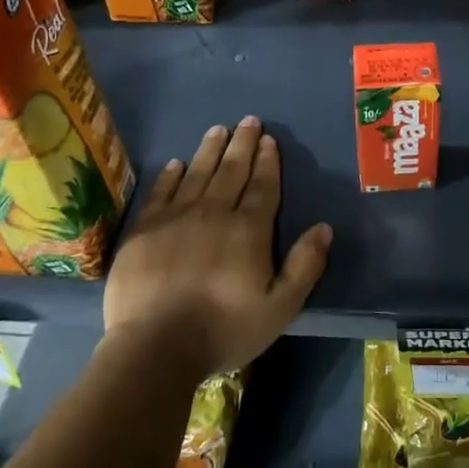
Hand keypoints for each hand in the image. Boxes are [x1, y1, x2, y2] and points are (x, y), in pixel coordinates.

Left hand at [102, 118, 331, 376]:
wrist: (155, 346)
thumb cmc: (225, 329)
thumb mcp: (281, 307)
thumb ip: (305, 266)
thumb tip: (325, 228)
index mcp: (249, 229)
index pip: (263, 186)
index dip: (268, 162)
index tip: (269, 140)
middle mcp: (214, 213)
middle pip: (231, 171)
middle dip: (242, 144)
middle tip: (248, 121)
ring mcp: (175, 218)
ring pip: (197, 174)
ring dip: (209, 150)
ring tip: (218, 129)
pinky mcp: (144, 230)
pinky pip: (160, 192)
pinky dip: (170, 175)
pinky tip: (176, 163)